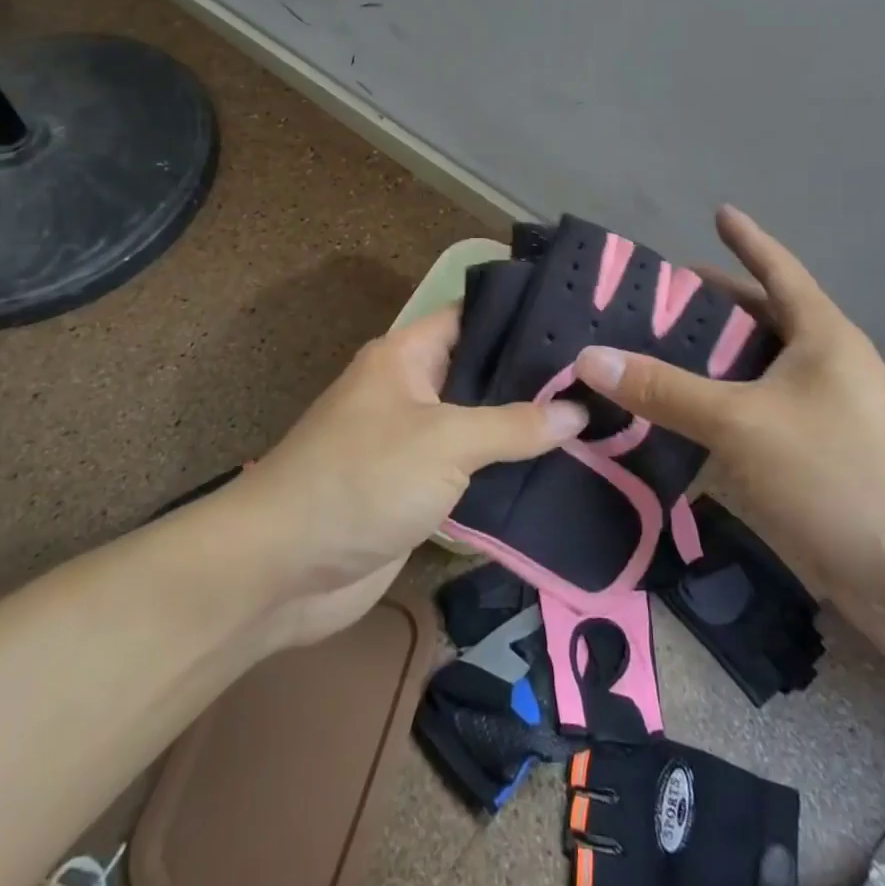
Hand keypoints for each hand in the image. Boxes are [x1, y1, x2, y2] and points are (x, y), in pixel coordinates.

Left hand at [232, 307, 586, 646]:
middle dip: (534, 379)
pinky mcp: (415, 491)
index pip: (472, 317)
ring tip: (597, 422)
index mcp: (406, 356)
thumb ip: (513, 425)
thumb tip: (578, 411)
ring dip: (524, 431)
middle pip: (480, 373)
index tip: (581, 319)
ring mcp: (412, 443)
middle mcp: (410, 391)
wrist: (282, 569)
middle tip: (602, 378)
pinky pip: (469, 472)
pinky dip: (505, 474)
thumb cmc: (362, 479)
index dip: (521, 316)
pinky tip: (560, 474)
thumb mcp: (444, 442)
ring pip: (479, 426)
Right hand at [574, 207, 884, 667]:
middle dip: (704, 308)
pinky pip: (741, 426)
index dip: (747, 238)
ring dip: (696, 369)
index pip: (777, 269)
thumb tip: (589, 358)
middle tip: (641, 300)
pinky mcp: (799, 464)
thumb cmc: (839, 473)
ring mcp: (810, 419)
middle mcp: (817, 368)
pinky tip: (658, 425)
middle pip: (754, 322)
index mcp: (819, 336)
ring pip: (742, 378)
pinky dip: (704, 420)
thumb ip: (665, 389)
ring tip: (635, 356)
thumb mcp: (743, 421)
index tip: (717, 211)